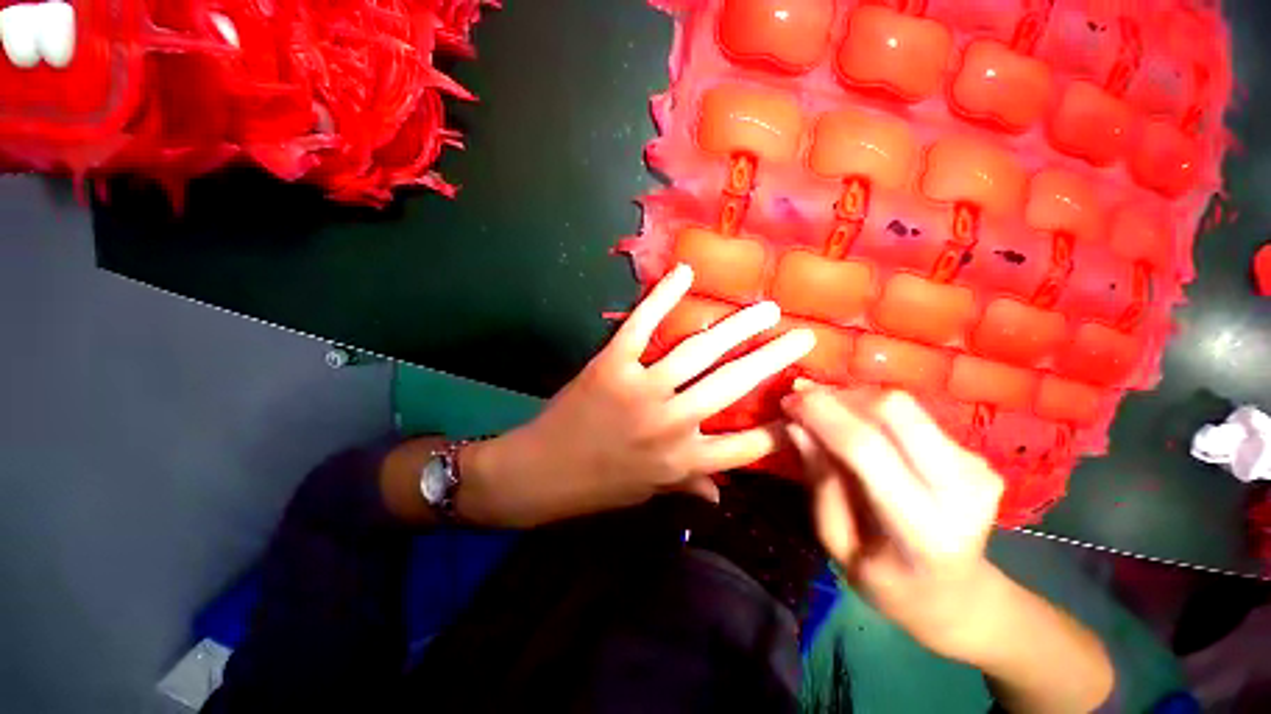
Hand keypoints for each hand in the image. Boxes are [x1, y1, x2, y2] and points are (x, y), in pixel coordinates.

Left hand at [457, 264, 815, 527]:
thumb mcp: (649, 491)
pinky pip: (642, 324)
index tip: (806, 408)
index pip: (747, 445)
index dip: (782, 429)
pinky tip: (686, 273)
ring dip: (737, 327)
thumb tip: (722, 493)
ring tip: (766, 309)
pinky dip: (662, 296)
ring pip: (699, 351)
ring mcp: (642, 388)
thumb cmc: (598, 485)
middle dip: (773, 359)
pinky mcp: (612, 363)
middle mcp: (672, 422)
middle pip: (734, 385)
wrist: (541, 472)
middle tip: (801, 336)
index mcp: (683, 459)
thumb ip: (689, 484)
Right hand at [782, 385, 1006, 661]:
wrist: (957, 597)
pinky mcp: (976, 455)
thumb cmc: (885, 581)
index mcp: (922, 531)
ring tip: (823, 411)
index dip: (820, 415)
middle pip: (894, 409)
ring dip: (852, 399)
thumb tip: (795, 425)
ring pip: (902, 404)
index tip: (787, 401)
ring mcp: (976, 468)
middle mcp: (962, 491)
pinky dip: (870, 410)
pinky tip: (852, 424)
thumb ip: (820, 482)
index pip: (865, 448)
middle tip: (804, 401)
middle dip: (839, 396)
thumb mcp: (836, 544)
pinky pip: (911, 414)